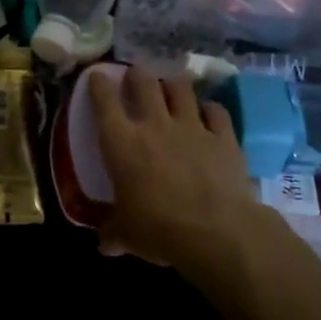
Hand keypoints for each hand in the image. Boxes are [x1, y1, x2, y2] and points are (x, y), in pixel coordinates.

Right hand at [91, 65, 275, 279]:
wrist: (216, 231)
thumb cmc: (158, 229)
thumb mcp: (126, 235)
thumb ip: (113, 233)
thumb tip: (105, 245)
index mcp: (121, 142)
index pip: (103, 101)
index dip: (98, 84)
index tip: (97, 76)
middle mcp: (154, 125)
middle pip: (144, 83)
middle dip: (138, 74)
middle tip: (136, 74)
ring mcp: (192, 126)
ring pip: (181, 88)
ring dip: (173, 84)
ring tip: (171, 85)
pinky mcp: (223, 136)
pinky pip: (216, 111)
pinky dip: (210, 109)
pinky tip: (208, 112)